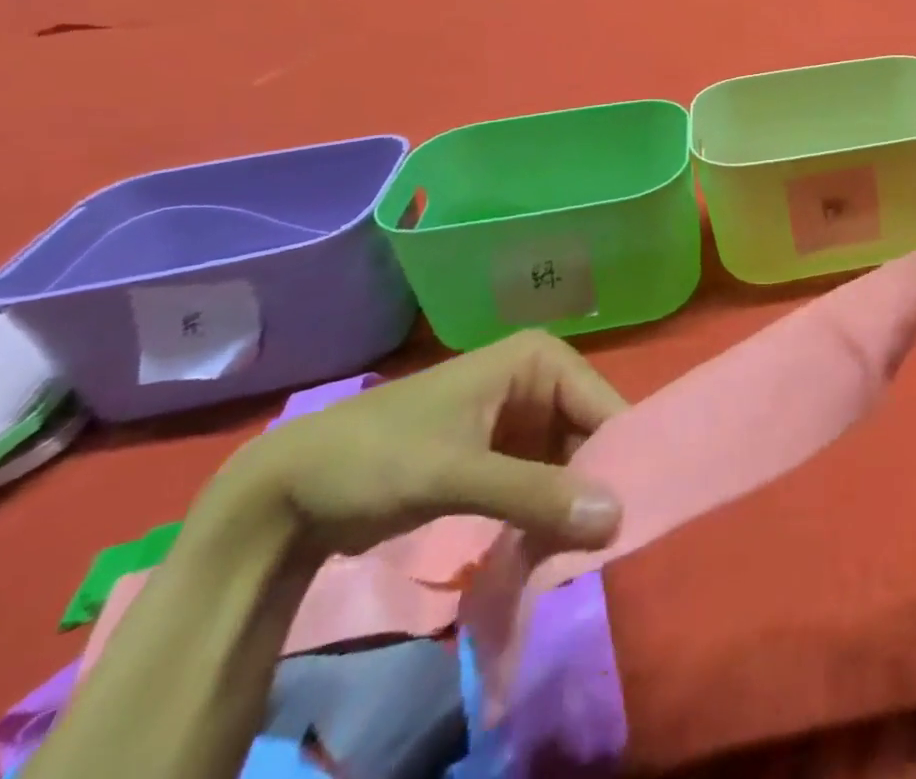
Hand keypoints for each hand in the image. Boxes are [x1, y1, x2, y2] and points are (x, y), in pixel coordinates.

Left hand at [209, 331, 627, 562]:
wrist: (289, 493)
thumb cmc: (377, 459)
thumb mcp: (456, 474)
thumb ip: (536, 494)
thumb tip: (617, 519)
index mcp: (540, 360)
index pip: (603, 406)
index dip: (619, 459)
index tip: (625, 520)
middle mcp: (539, 381)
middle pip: (591, 435)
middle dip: (593, 489)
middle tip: (594, 548)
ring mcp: (521, 418)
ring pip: (571, 463)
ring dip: (570, 509)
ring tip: (568, 556)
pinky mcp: (503, 454)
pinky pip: (545, 482)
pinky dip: (547, 516)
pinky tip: (544, 550)